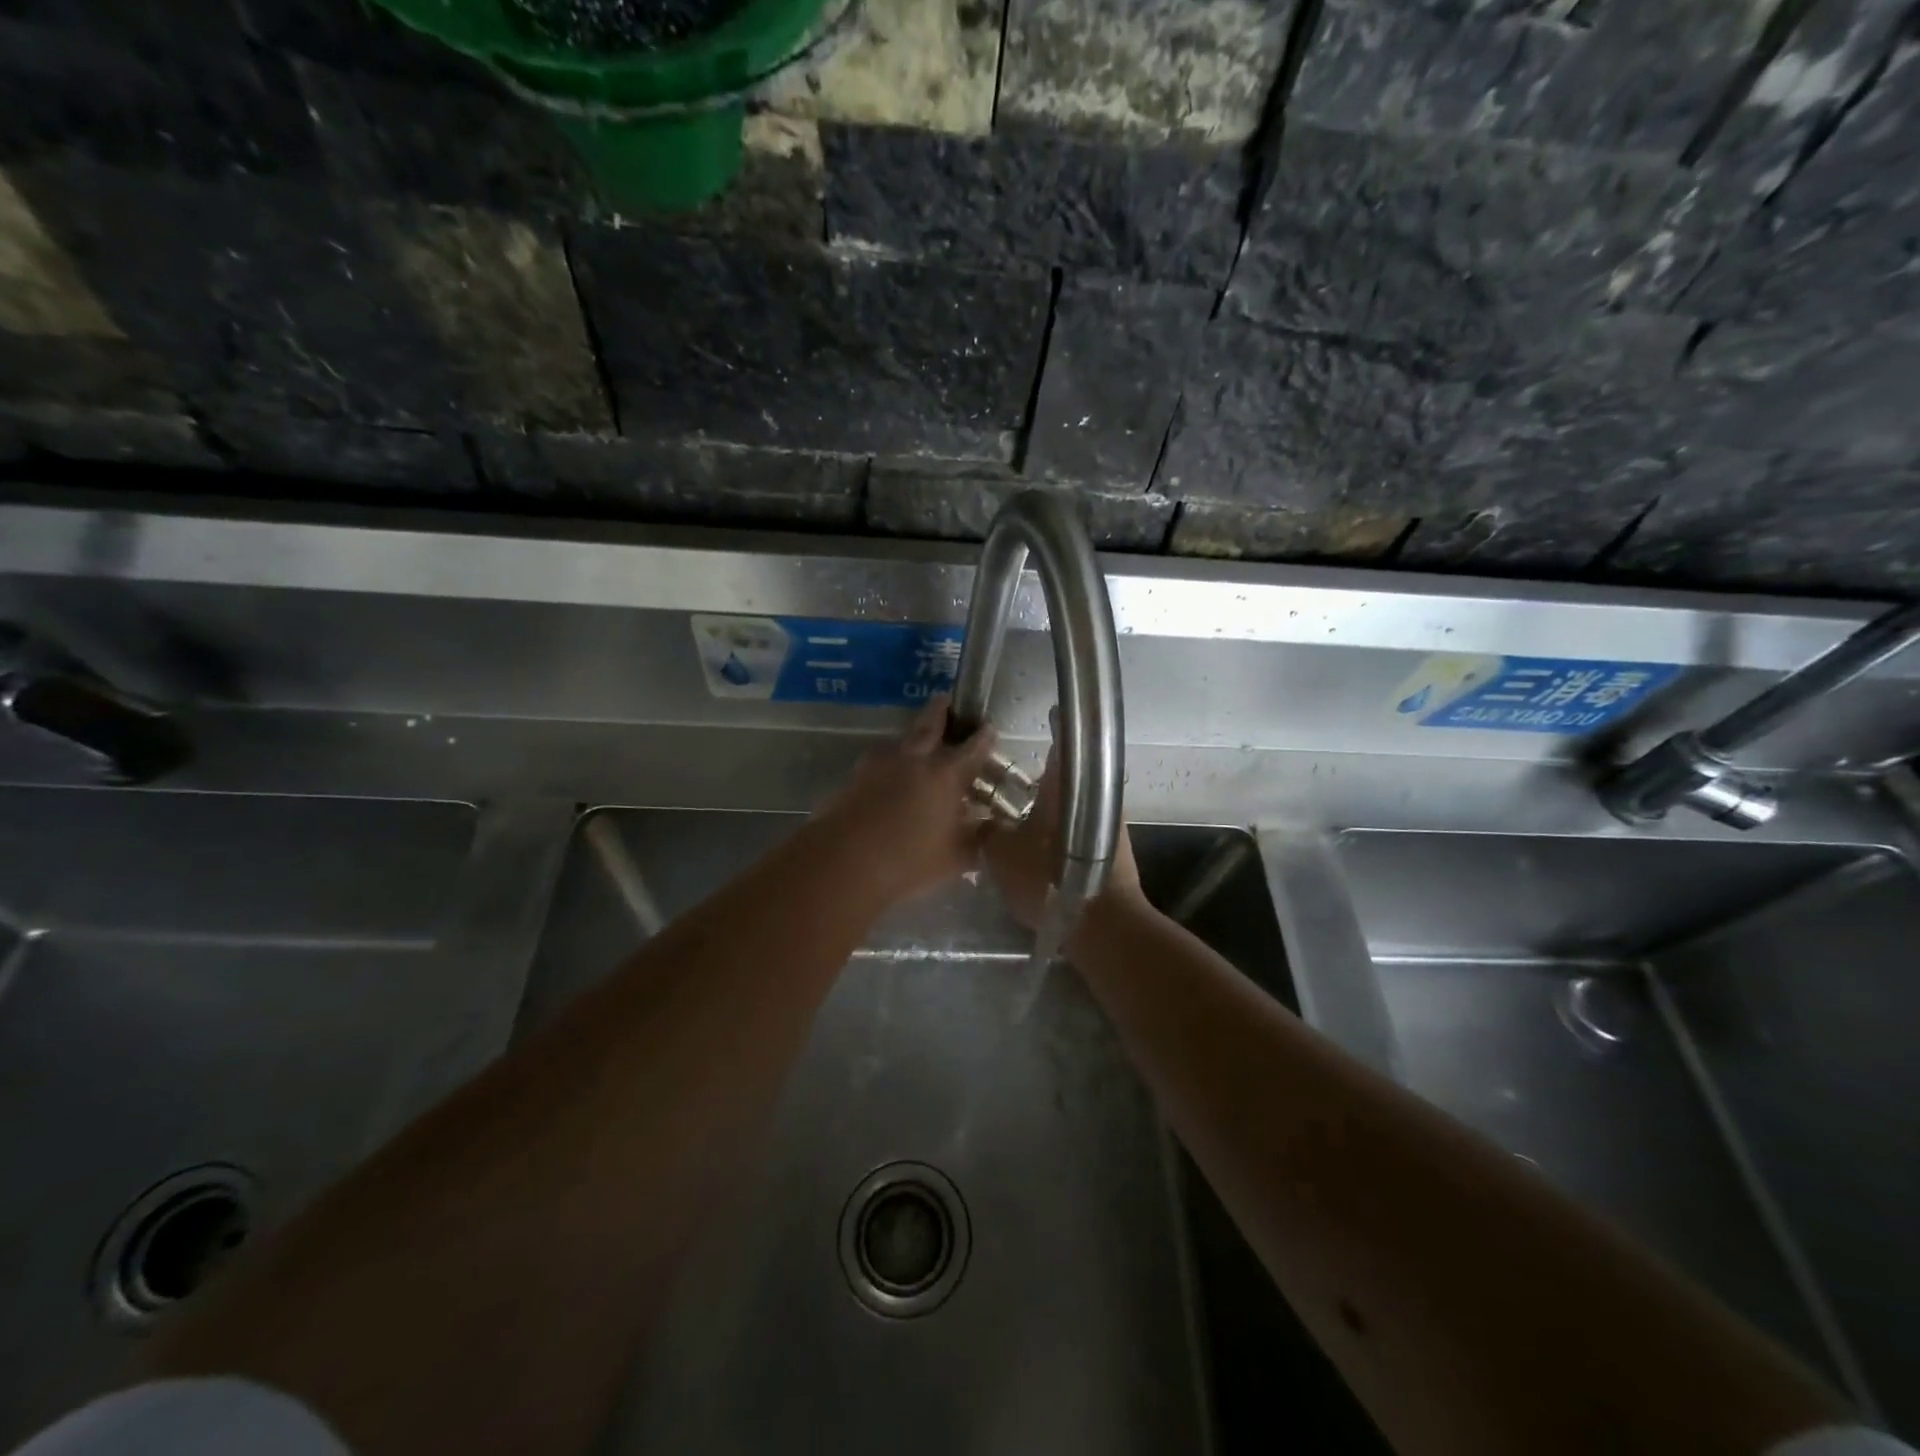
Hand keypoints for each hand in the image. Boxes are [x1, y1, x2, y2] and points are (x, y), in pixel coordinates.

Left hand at [809, 695, 999, 907]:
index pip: (972, 748)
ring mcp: (880, 764)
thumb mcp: (956, 857)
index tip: (989, 727)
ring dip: (912, 739)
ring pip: (901, 741)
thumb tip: (993, 829)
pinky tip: (890, 776)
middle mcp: (915, 759)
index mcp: (946, 774)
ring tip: (918, 744)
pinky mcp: (855, 777)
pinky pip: (879, 761)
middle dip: (941, 711)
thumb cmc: (909, 860)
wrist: (845, 862)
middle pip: (930, 725)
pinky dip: (890, 762)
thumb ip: (978, 839)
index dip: (983, 737)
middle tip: (947, 700)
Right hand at [983, 711, 1142, 929]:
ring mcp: (1110, 822)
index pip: (1065, 740)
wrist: (1102, 922)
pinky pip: (1084, 827)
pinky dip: (1065, 829)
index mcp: (1067, 783)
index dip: (1057, 724)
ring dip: (1057, 804)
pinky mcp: (1114, 848)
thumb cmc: (1048, 876)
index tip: (1051, 712)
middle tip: (1020, 778)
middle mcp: (1095, 793)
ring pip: (1078, 802)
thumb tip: (981, 819)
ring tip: (1027, 814)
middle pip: (1071, 773)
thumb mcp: (1000, 853)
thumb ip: (988, 831)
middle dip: (1049, 772)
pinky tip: (1045, 844)